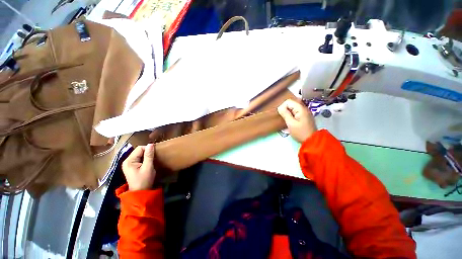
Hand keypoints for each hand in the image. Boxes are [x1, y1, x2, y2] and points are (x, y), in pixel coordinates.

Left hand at [122, 144, 155, 190]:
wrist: (140, 193)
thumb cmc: (144, 180)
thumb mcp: (148, 167)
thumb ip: (149, 155)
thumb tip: (151, 144)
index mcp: (129, 161)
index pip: (139, 148)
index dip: (148, 149)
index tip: (155, 154)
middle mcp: (127, 161)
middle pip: (139, 151)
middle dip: (147, 153)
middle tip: (154, 158)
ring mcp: (128, 164)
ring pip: (139, 154)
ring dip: (146, 156)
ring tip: (152, 160)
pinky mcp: (131, 167)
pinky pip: (139, 159)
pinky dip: (144, 159)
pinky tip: (148, 163)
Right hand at [277, 99, 316, 142]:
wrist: (311, 141)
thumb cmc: (300, 133)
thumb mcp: (291, 124)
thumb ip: (285, 114)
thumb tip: (279, 107)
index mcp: (300, 109)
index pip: (288, 101)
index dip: (282, 107)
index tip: (281, 115)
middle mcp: (303, 108)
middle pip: (291, 104)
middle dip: (285, 109)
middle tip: (283, 118)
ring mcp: (304, 112)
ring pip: (292, 108)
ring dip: (288, 113)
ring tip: (286, 120)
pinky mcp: (304, 116)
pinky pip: (295, 112)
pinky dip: (291, 115)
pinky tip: (290, 121)